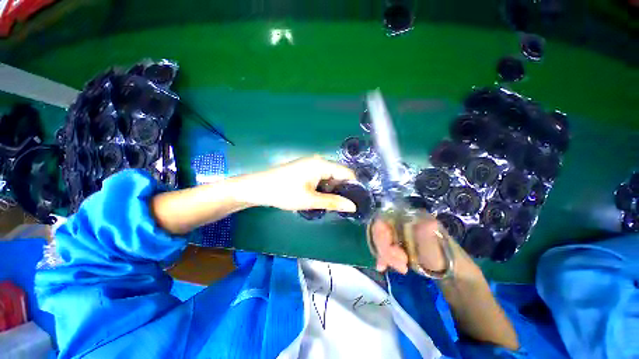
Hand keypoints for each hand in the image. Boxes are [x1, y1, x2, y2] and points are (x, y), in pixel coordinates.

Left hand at [242, 156, 356, 211]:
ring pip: (329, 176)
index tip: (357, 200)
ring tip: (331, 203)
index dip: (354, 186)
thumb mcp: (311, 200)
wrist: (259, 188)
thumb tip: (353, 206)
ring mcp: (311, 164)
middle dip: (342, 189)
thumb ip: (334, 202)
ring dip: (332, 189)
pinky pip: (321, 177)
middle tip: (343, 206)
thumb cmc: (285, 193)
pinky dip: (323, 187)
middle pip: (338, 174)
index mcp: (322, 164)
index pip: (347, 172)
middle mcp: (318, 161)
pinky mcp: (305, 169)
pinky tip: (320, 197)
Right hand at [371, 216, 480, 278]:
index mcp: (410, 215)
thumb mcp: (435, 247)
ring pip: (381, 239)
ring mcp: (398, 231)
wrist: (451, 274)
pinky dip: (383, 257)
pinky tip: (383, 266)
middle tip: (401, 265)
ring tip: (401, 269)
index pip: (384, 219)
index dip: (382, 236)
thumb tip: (426, 223)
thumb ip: (425, 236)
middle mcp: (401, 220)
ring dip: (386, 255)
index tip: (393, 254)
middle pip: (380, 230)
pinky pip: (384, 247)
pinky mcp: (398, 242)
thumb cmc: (444, 258)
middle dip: (386, 249)